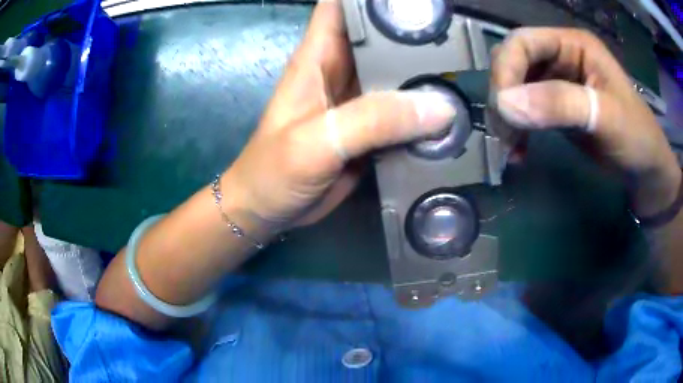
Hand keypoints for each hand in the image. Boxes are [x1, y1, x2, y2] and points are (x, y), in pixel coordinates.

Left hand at [222, 0, 455, 232]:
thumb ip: (372, 120)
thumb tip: (439, 107)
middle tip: (459, 34)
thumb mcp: (316, 142)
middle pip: (382, 35)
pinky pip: (404, 110)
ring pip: (398, 72)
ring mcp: (360, 100)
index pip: (342, 6)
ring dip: (428, 70)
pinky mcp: (372, 128)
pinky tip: (454, 109)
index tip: (416, 0)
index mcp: (319, 57)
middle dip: (416, 30)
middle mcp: (343, 70)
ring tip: (467, 67)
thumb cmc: (274, 171)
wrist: (270, 209)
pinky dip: (426, 108)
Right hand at [490, 28, 680, 216]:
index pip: (522, 42)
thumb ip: (560, 104)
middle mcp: (560, 55)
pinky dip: (516, 129)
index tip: (503, 110)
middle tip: (507, 133)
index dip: (506, 69)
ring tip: (512, 148)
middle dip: (504, 96)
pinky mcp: (554, 105)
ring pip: (513, 87)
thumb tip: (505, 104)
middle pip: (512, 62)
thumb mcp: (605, 117)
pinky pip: (523, 109)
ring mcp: (556, 81)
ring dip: (506, 116)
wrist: (644, 168)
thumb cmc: (636, 136)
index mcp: (573, 44)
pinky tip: (519, 152)